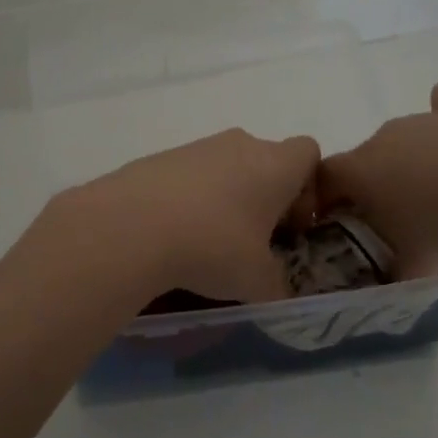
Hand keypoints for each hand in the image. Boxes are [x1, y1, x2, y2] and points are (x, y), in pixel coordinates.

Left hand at [50, 129, 320, 302]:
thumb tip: (276, 292)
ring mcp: (195, 148)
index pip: (308, 154)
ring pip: (224, 168)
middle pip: (264, 160)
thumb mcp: (256, 281)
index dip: (308, 189)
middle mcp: (239, 145)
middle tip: (252, 242)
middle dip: (263, 198)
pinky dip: (188, 201)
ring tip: (206, 243)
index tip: (291, 226)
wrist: (129, 227)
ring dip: (224, 200)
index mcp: (275, 165)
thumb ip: (276, 286)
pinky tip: (172, 236)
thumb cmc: (213, 247)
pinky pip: (186, 177)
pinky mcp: (157, 159)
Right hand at [318, 81, 437, 278]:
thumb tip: (396, 279)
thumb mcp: (417, 261)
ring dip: (415, 161)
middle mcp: (384, 137)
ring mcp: (425, 118)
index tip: (339, 223)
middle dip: (374, 186)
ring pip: (407, 137)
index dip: (323, 199)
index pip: (323, 178)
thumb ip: (399, 272)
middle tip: (396, 218)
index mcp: (359, 170)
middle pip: (366, 159)